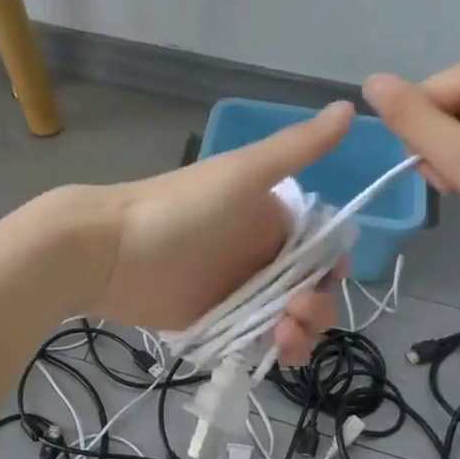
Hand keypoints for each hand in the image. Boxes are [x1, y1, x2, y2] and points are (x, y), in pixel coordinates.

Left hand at [73, 101, 352, 362]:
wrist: (108, 249)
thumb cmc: (180, 209)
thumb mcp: (243, 173)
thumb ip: (297, 148)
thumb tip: (352, 105)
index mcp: (272, 220)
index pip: (322, 251)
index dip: (332, 271)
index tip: (327, 285)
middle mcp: (259, 255)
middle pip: (309, 290)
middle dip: (317, 308)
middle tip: (297, 317)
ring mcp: (237, 291)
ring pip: (287, 318)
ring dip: (300, 333)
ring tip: (283, 340)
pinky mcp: (215, 321)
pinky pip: (256, 340)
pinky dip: (272, 349)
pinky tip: (271, 353)